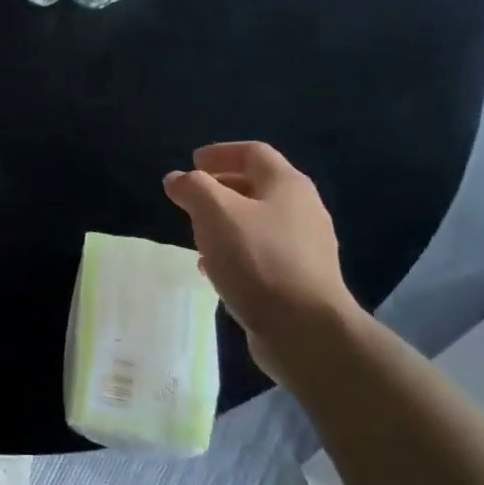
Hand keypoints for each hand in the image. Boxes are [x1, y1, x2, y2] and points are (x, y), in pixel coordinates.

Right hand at [163, 142, 357, 384]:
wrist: (306, 332)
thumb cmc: (258, 260)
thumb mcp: (215, 212)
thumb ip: (193, 188)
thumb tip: (177, 179)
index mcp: (287, 185)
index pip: (253, 153)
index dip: (221, 152)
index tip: (192, 162)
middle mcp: (303, 210)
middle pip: (257, 187)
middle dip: (220, 188)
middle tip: (191, 198)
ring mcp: (306, 249)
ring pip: (258, 223)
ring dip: (225, 224)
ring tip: (197, 236)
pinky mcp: (301, 282)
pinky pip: (262, 255)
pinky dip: (235, 253)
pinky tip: (215, 271)